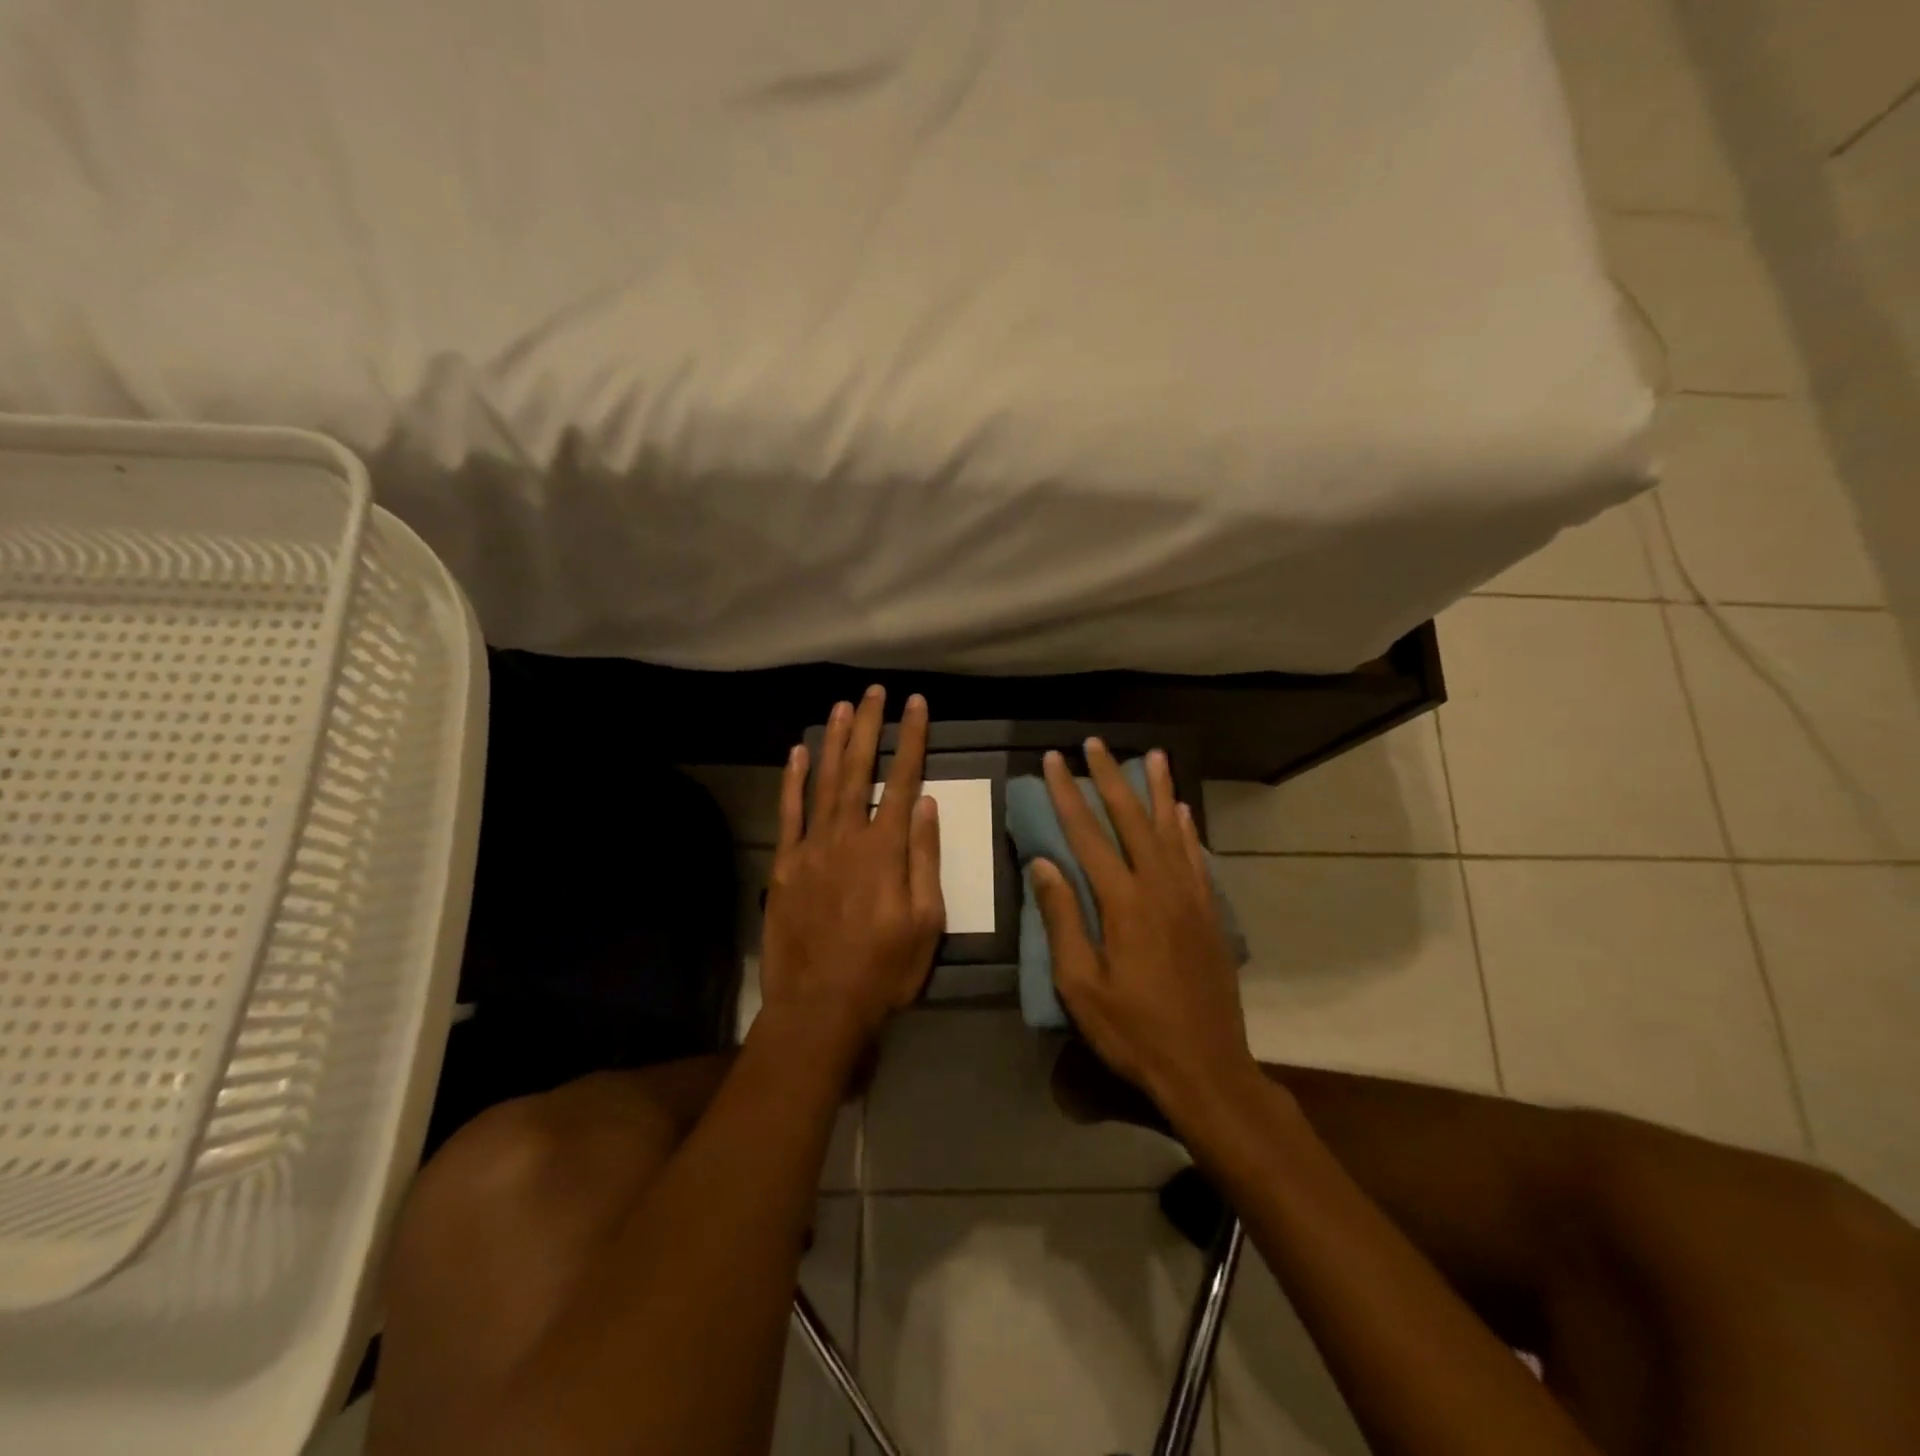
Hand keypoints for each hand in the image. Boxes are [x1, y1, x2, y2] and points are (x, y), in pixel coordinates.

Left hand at [758, 687, 944, 1055]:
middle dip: (868, 727)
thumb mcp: (926, 922)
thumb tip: (928, 805)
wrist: (820, 1006)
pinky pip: (789, 813)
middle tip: (874, 691)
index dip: (911, 739)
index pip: (903, 780)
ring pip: (824, 782)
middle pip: (860, 770)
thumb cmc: (884, 969)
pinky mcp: (785, 865)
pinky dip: (793, 780)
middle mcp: (847, 837)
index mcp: (886, 850)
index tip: (916, 705)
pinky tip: (797, 752)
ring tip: (842, 706)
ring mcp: (811, 848)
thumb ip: (926, 859)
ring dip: (834, 742)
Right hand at [1031, 740, 1259, 1114]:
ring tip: (1153, 755)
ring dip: (1158, 790)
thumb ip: (1063, 920)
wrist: (1207, 1068)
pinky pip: (1197, 858)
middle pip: (1131, 819)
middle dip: (1110, 777)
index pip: (1088, 834)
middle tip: (1094, 744)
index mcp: (1123, 903)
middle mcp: (1160, 888)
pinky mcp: (1209, 914)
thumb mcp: (1081, 985)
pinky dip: (1188, 829)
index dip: (1067, 794)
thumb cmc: (1133, 1032)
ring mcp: (1191, 898)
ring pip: (1171, 829)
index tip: (1054, 760)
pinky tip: (1183, 810)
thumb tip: (1043, 864)